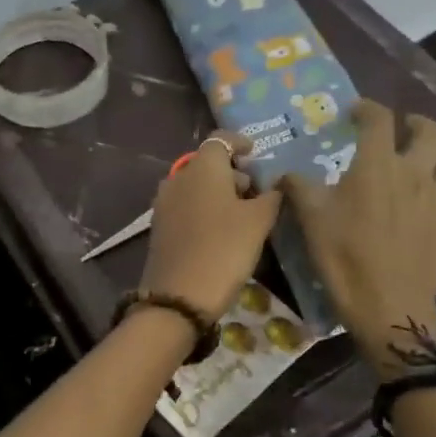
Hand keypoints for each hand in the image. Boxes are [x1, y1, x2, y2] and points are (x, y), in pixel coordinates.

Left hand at [140, 134, 283, 318]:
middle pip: (207, 163)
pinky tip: (221, 230)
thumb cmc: (224, 249)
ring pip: (195, 185)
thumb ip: (271, 196)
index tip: (256, 153)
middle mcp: (178, 178)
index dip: (240, 143)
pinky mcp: (159, 227)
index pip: (220, 139)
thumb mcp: (258, 222)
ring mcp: (164, 203)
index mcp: (202, 167)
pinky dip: (204, 208)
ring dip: (218, 192)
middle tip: (256, 190)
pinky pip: (186, 206)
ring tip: (242, 213)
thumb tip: (276, 184)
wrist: (179, 297)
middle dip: (232, 171)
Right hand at [282, 99, 435, 377]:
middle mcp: (417, 174)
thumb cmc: (344, 258)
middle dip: (417, 123)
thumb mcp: (310, 219)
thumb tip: (284, 174)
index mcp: (378, 166)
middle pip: (432, 132)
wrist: (386, 306)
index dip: (367, 108)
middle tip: (404, 128)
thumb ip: (298, 188)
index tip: (356, 113)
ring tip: (434, 157)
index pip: (379, 120)